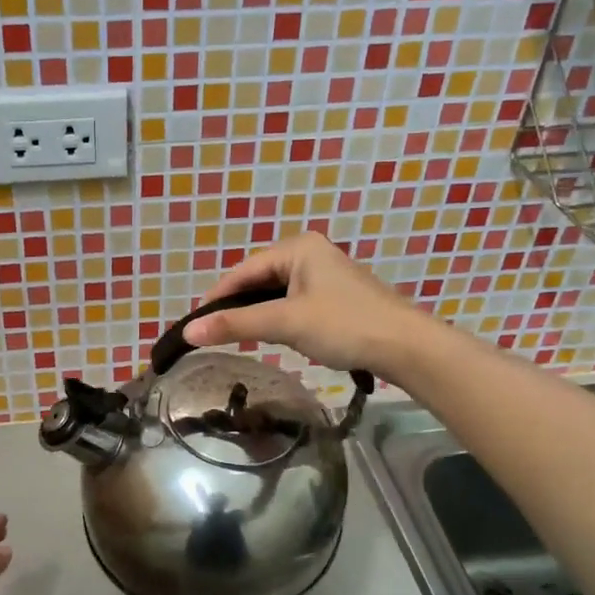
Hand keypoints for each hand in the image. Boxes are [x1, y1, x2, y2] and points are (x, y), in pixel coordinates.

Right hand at [183, 233, 426, 373]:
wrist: (405, 346)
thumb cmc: (343, 325)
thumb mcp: (285, 323)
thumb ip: (235, 325)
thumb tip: (188, 331)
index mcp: (297, 247)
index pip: (243, 271)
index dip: (216, 298)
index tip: (194, 324)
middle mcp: (310, 252)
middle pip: (258, 279)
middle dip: (236, 306)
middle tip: (213, 334)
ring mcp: (325, 274)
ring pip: (275, 293)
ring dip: (256, 314)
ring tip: (236, 337)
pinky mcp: (335, 296)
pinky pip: (293, 302)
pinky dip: (278, 318)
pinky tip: (271, 336)